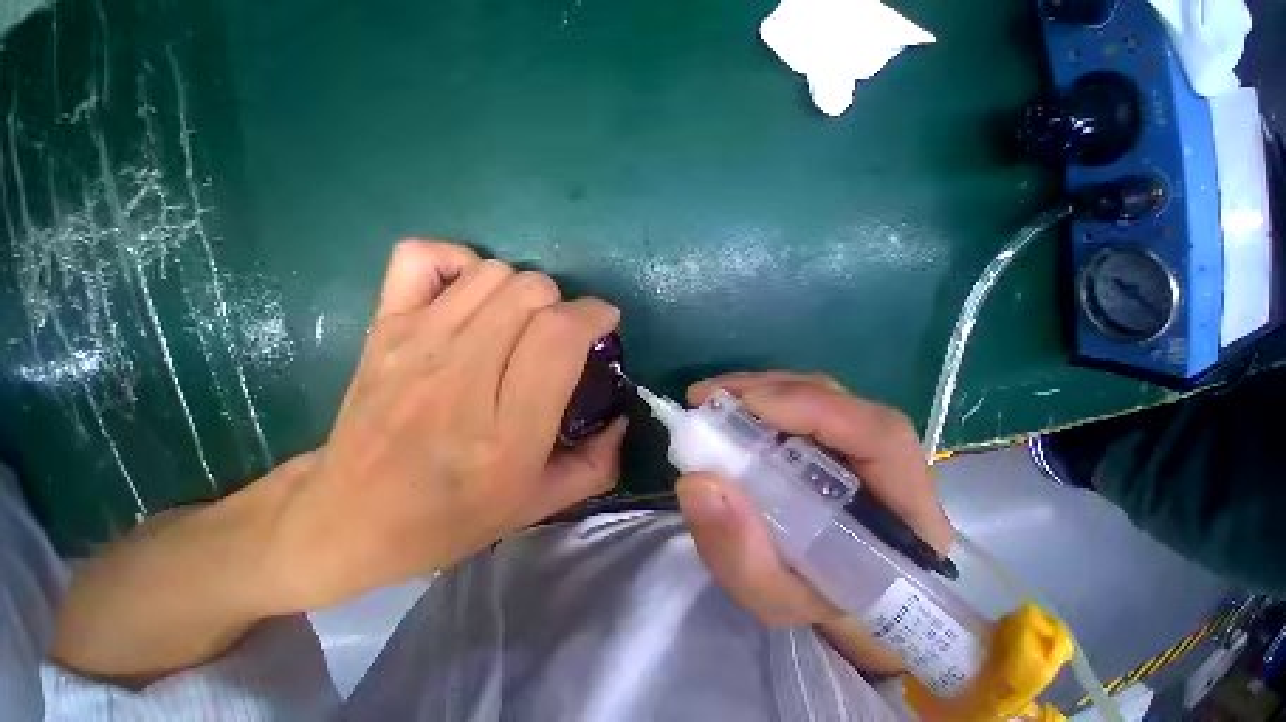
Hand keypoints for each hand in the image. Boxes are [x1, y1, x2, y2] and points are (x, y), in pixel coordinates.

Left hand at [265, 240, 625, 609]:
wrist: (346, 519)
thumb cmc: (450, 518)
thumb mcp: (539, 504)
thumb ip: (598, 463)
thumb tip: (623, 417)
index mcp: (507, 428)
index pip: (559, 335)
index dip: (594, 315)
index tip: (604, 323)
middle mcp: (462, 375)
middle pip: (531, 292)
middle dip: (563, 305)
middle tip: (560, 335)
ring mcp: (417, 343)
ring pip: (493, 273)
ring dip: (523, 290)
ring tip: (522, 322)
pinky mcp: (384, 327)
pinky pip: (424, 257)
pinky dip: (459, 263)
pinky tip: (470, 296)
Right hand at [676, 372, 952, 629]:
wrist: (835, 600)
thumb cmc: (815, 604)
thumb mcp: (773, 598)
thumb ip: (738, 553)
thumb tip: (696, 481)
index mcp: (903, 512)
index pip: (879, 435)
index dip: (814, 408)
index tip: (748, 405)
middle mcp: (887, 463)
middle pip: (837, 402)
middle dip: (769, 391)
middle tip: (710, 397)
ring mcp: (857, 443)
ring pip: (814, 394)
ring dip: (758, 389)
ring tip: (711, 398)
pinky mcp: (830, 437)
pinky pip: (797, 403)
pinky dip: (758, 397)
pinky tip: (728, 406)